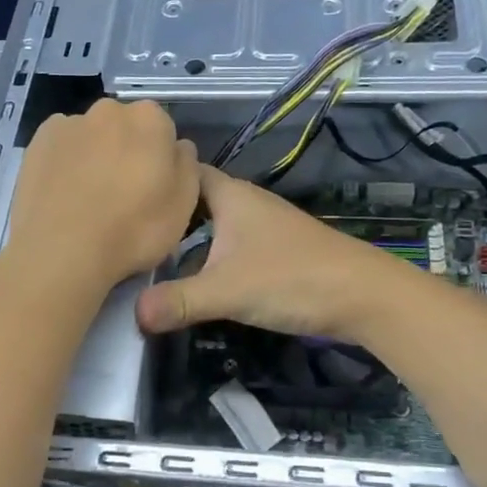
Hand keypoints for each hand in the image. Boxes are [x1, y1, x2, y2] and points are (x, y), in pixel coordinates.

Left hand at [1, 100, 199, 300]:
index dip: (160, 161)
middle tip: (122, 195)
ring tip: (88, 200)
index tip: (153, 189)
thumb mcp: (184, 205)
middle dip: (127, 152)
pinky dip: (65, 163)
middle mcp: (109, 110)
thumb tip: (178, 147)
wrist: (62, 251)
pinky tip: (64, 194)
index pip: (163, 131)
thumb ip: (186, 165)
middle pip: (126, 129)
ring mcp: (69, 123)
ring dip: (95, 157)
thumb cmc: (134, 229)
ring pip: (91, 137)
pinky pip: (61, 148)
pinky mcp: (37, 142)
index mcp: (150, 119)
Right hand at [136, 165, 418, 341]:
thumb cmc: (292, 279)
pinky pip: (232, 245)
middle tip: (129, 235)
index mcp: (231, 196)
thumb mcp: (227, 290)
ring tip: (151, 260)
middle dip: (166, 215)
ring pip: (216, 225)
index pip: (185, 172)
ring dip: (188, 239)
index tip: (123, 198)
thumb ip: (178, 301)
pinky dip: (211, 256)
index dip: (156, 180)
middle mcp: (247, 203)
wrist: (363, 296)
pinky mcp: (277, 252)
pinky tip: (197, 279)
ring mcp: (265, 227)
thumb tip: (133, 314)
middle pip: (197, 200)